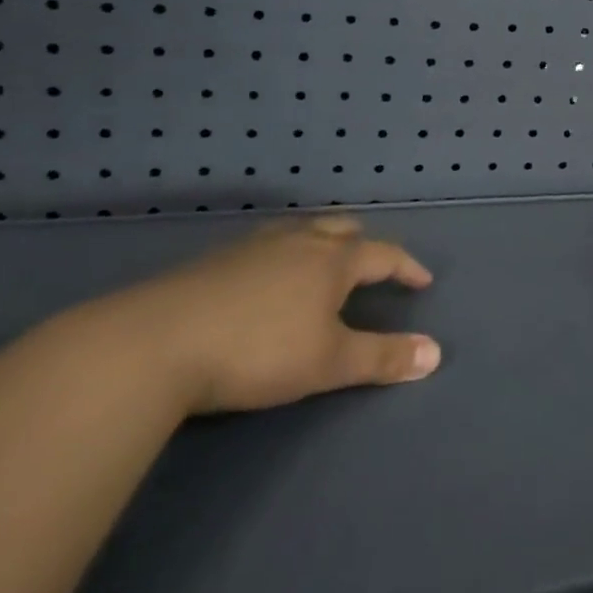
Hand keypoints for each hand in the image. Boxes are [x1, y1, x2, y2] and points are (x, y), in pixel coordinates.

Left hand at [101, 216, 440, 415]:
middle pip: (341, 229)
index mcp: (333, 260)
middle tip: (372, 263)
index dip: (406, 267)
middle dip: (364, 243)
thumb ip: (383, 357)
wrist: (156, 343)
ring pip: (301, 231)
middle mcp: (299, 241)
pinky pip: (265, 245)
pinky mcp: (214, 260)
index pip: (384, 254)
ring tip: (322, 263)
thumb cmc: (259, 350)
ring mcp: (254, 246)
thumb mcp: (329, 363)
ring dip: (322, 242)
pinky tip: (266, 279)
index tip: (422, 281)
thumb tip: (436, 353)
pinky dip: (283, 254)